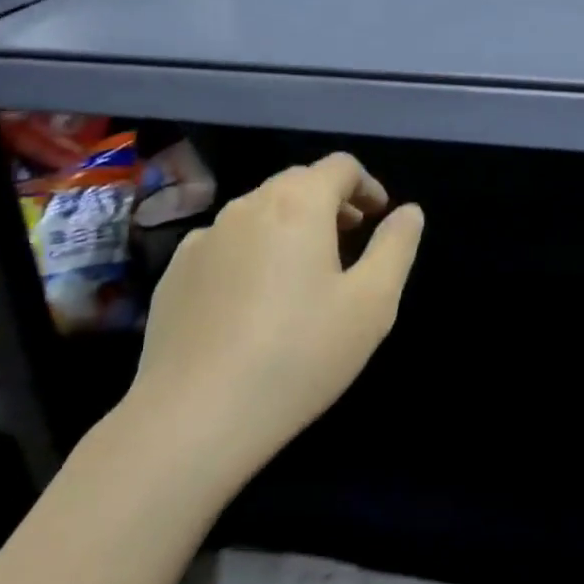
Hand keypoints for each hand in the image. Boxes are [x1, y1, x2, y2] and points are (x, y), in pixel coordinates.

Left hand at [124, 153, 423, 483]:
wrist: (194, 416)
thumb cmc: (299, 354)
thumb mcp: (371, 303)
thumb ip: (396, 247)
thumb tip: (409, 212)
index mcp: (297, 204)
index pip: (339, 166)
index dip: (367, 185)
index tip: (378, 217)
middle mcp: (246, 207)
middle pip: (296, 183)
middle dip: (330, 202)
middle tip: (350, 241)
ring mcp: (202, 238)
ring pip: (258, 213)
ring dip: (290, 226)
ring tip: (304, 275)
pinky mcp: (175, 273)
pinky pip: (224, 245)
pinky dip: (251, 253)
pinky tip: (253, 303)